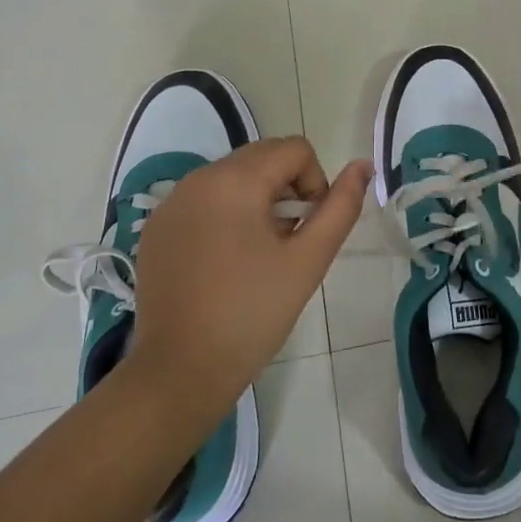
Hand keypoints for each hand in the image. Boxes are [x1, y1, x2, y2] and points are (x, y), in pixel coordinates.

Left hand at [127, 137, 370, 428]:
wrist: (180, 372)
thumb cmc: (252, 315)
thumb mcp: (308, 260)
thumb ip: (340, 207)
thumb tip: (363, 166)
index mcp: (236, 180)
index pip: (295, 149)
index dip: (315, 183)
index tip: (309, 229)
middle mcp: (199, 177)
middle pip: (262, 157)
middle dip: (286, 188)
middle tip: (287, 242)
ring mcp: (172, 201)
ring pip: (233, 176)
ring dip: (257, 200)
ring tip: (258, 254)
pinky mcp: (157, 226)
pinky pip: (204, 198)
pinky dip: (225, 214)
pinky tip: (225, 262)